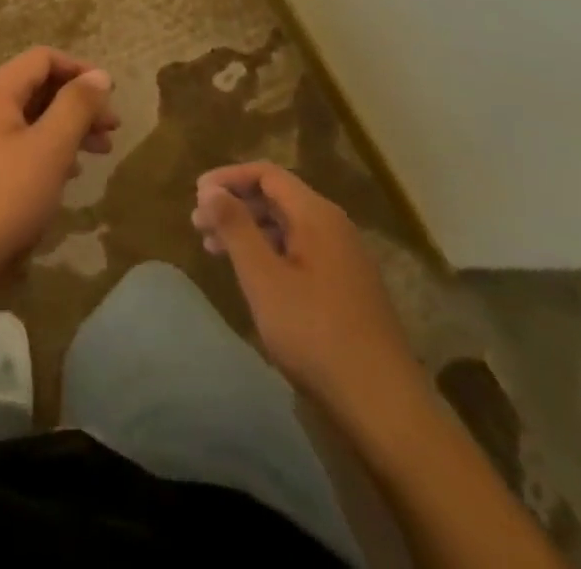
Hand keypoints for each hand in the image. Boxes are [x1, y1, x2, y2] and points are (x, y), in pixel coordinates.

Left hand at [0, 46, 116, 305]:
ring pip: (29, 118)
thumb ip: (76, 107)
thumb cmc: (3, 198)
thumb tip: (100, 75)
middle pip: (36, 88)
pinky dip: (46, 149)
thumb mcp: (49, 149)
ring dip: (66, 129)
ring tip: (99, 153)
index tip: (112, 96)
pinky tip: (67, 174)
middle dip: (77, 104)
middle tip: (113, 131)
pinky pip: (17, 143)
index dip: (81, 71)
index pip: (43, 59)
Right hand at [192, 161, 418, 415]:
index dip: (228, 178)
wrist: (384, 406)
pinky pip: (300, 250)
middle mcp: (334, 227)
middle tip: (198, 224)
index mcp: (317, 215)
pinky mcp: (347, 288)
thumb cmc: (315, 334)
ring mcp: (344, 258)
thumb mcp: (263, 278)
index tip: (196, 195)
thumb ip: (235, 227)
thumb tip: (210, 189)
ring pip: (287, 226)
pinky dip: (268, 251)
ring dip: (248, 230)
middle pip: (277, 197)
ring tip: (214, 249)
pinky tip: (251, 275)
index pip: (266, 174)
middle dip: (235, 205)